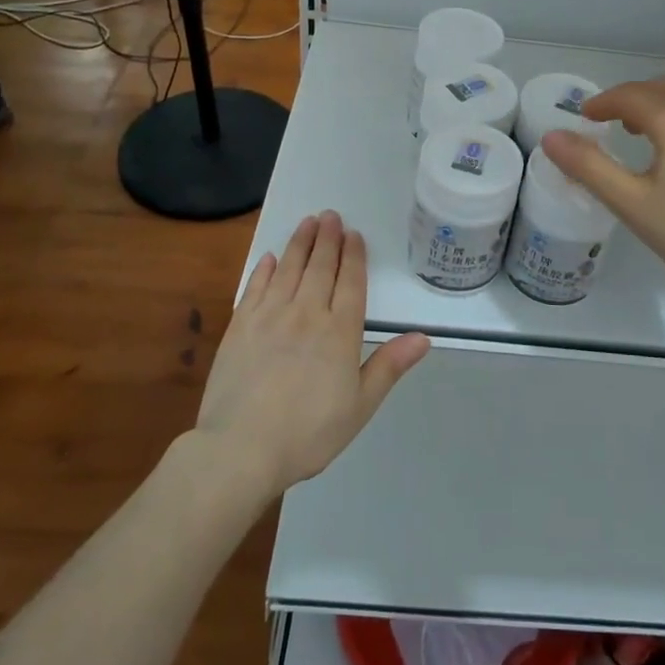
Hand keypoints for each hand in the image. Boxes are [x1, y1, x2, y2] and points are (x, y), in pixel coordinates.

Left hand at [195, 212, 429, 499]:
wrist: (242, 448)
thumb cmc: (309, 433)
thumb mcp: (360, 406)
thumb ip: (389, 366)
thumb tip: (423, 337)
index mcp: (340, 332)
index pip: (351, 282)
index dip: (353, 256)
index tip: (353, 234)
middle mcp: (307, 313)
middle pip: (320, 267)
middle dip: (328, 239)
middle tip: (330, 215)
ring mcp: (270, 316)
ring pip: (290, 269)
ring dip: (300, 243)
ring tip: (307, 222)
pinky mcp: (240, 326)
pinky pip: (256, 288)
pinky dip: (265, 269)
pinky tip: (271, 258)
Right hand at [542, 77, 664, 322]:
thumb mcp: (631, 203)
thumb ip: (589, 166)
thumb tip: (552, 137)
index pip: (630, 96)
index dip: (602, 103)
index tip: (583, 117)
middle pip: (659, 87)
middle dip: (628, 97)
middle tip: (604, 120)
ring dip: (654, 104)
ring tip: (634, 131)